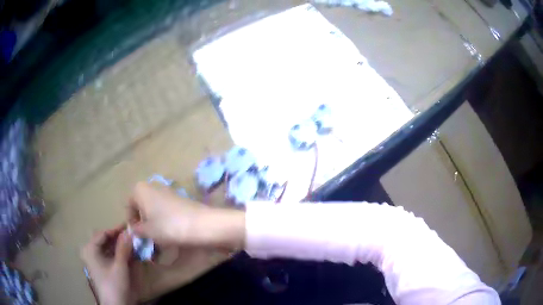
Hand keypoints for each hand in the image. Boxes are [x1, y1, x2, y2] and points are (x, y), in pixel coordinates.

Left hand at [81, 226, 134, 304]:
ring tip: (132, 244)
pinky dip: (119, 253)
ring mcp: (97, 260)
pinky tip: (129, 254)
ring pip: (108, 248)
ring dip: (120, 245)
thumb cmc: (114, 284)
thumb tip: (129, 232)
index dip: (116, 230)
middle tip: (132, 235)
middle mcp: (91, 252)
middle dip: (119, 238)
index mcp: (91, 249)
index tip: (129, 227)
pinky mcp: (103, 268)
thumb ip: (124, 248)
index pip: (103, 234)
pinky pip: (110, 256)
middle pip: (105, 240)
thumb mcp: (120, 266)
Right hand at [128, 182, 244, 249]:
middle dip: (142, 220)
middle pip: (142, 205)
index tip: (137, 233)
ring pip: (154, 208)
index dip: (131, 220)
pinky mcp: (180, 199)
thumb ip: (137, 229)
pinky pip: (166, 210)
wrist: (200, 224)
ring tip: (159, 237)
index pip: (129, 204)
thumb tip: (133, 229)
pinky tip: (170, 232)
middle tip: (147, 235)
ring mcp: (168, 191)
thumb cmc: (167, 226)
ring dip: (153, 221)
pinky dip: (165, 220)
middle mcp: (153, 186)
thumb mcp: (147, 231)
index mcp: (140, 189)